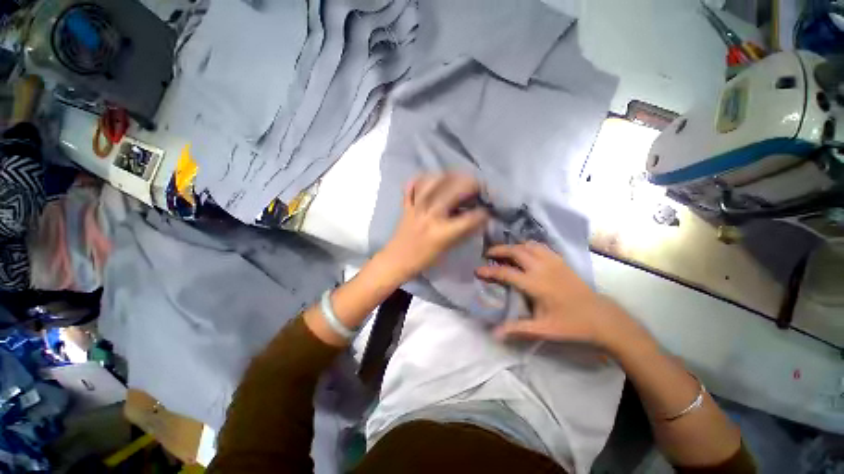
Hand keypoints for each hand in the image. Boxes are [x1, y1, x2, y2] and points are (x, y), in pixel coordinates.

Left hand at [379, 173, 487, 282]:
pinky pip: (412, 186)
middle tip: (476, 187)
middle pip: (454, 189)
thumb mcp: (448, 248)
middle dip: (471, 184)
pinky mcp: (406, 205)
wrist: (397, 260)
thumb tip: (477, 218)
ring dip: (448, 176)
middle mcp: (431, 214)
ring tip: (456, 179)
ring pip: (433, 181)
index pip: (471, 217)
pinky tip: (430, 179)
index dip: (483, 213)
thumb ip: (463, 232)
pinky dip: (421, 179)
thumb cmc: (424, 259)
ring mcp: (417, 207)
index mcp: (443, 231)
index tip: (486, 211)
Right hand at [475, 242, 652, 354]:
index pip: (506, 272)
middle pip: (516, 251)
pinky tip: (526, 252)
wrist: (603, 318)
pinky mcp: (562, 262)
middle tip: (487, 254)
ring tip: (505, 252)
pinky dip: (529, 246)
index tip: (477, 270)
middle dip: (499, 250)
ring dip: (514, 246)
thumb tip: (494, 334)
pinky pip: (542, 247)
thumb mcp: (543, 329)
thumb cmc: (572, 324)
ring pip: (529, 245)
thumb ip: (517, 329)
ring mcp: (553, 262)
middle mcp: (542, 268)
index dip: (489, 271)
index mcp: (535, 284)